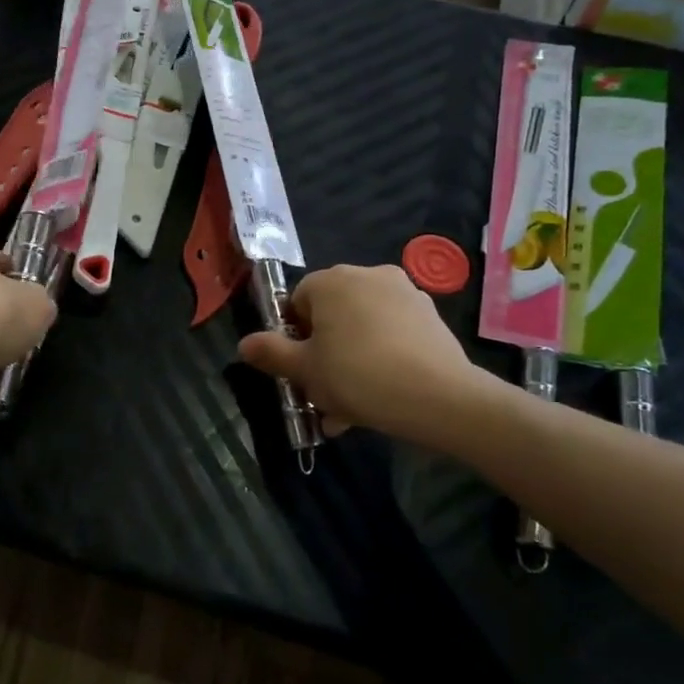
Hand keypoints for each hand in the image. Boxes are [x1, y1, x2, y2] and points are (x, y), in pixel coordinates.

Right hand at [238, 263, 492, 444]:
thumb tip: (244, 343)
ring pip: (361, 329)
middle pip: (331, 315)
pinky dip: (380, 360)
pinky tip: (378, 398)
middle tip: (322, 393)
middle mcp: (368, 275)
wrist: (440, 397)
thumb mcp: (304, 370)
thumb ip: (270, 352)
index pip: (297, 302)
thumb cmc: (358, 376)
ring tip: (348, 409)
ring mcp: (404, 294)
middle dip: (323, 353)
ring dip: (349, 362)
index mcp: (332, 280)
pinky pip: (391, 336)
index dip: (293, 337)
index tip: (300, 370)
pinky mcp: (430, 317)